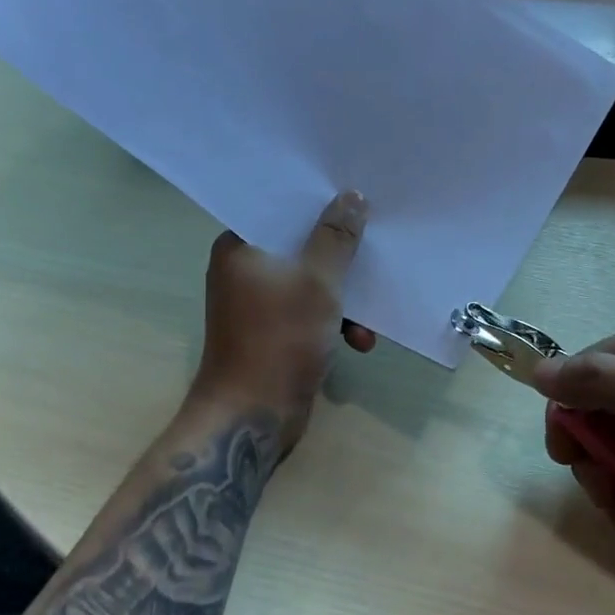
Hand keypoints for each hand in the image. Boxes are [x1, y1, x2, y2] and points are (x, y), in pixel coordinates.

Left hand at [191, 191, 373, 445]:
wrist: (251, 419)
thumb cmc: (279, 339)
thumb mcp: (318, 282)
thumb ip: (337, 237)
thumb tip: (352, 195)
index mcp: (240, 247)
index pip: (282, 209)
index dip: (320, 203)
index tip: (356, 198)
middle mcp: (244, 269)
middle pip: (300, 245)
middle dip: (340, 256)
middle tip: (374, 248)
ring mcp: (257, 303)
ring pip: (310, 281)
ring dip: (343, 298)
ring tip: (371, 319)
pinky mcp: (272, 331)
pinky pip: (309, 311)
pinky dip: (333, 322)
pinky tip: (360, 341)